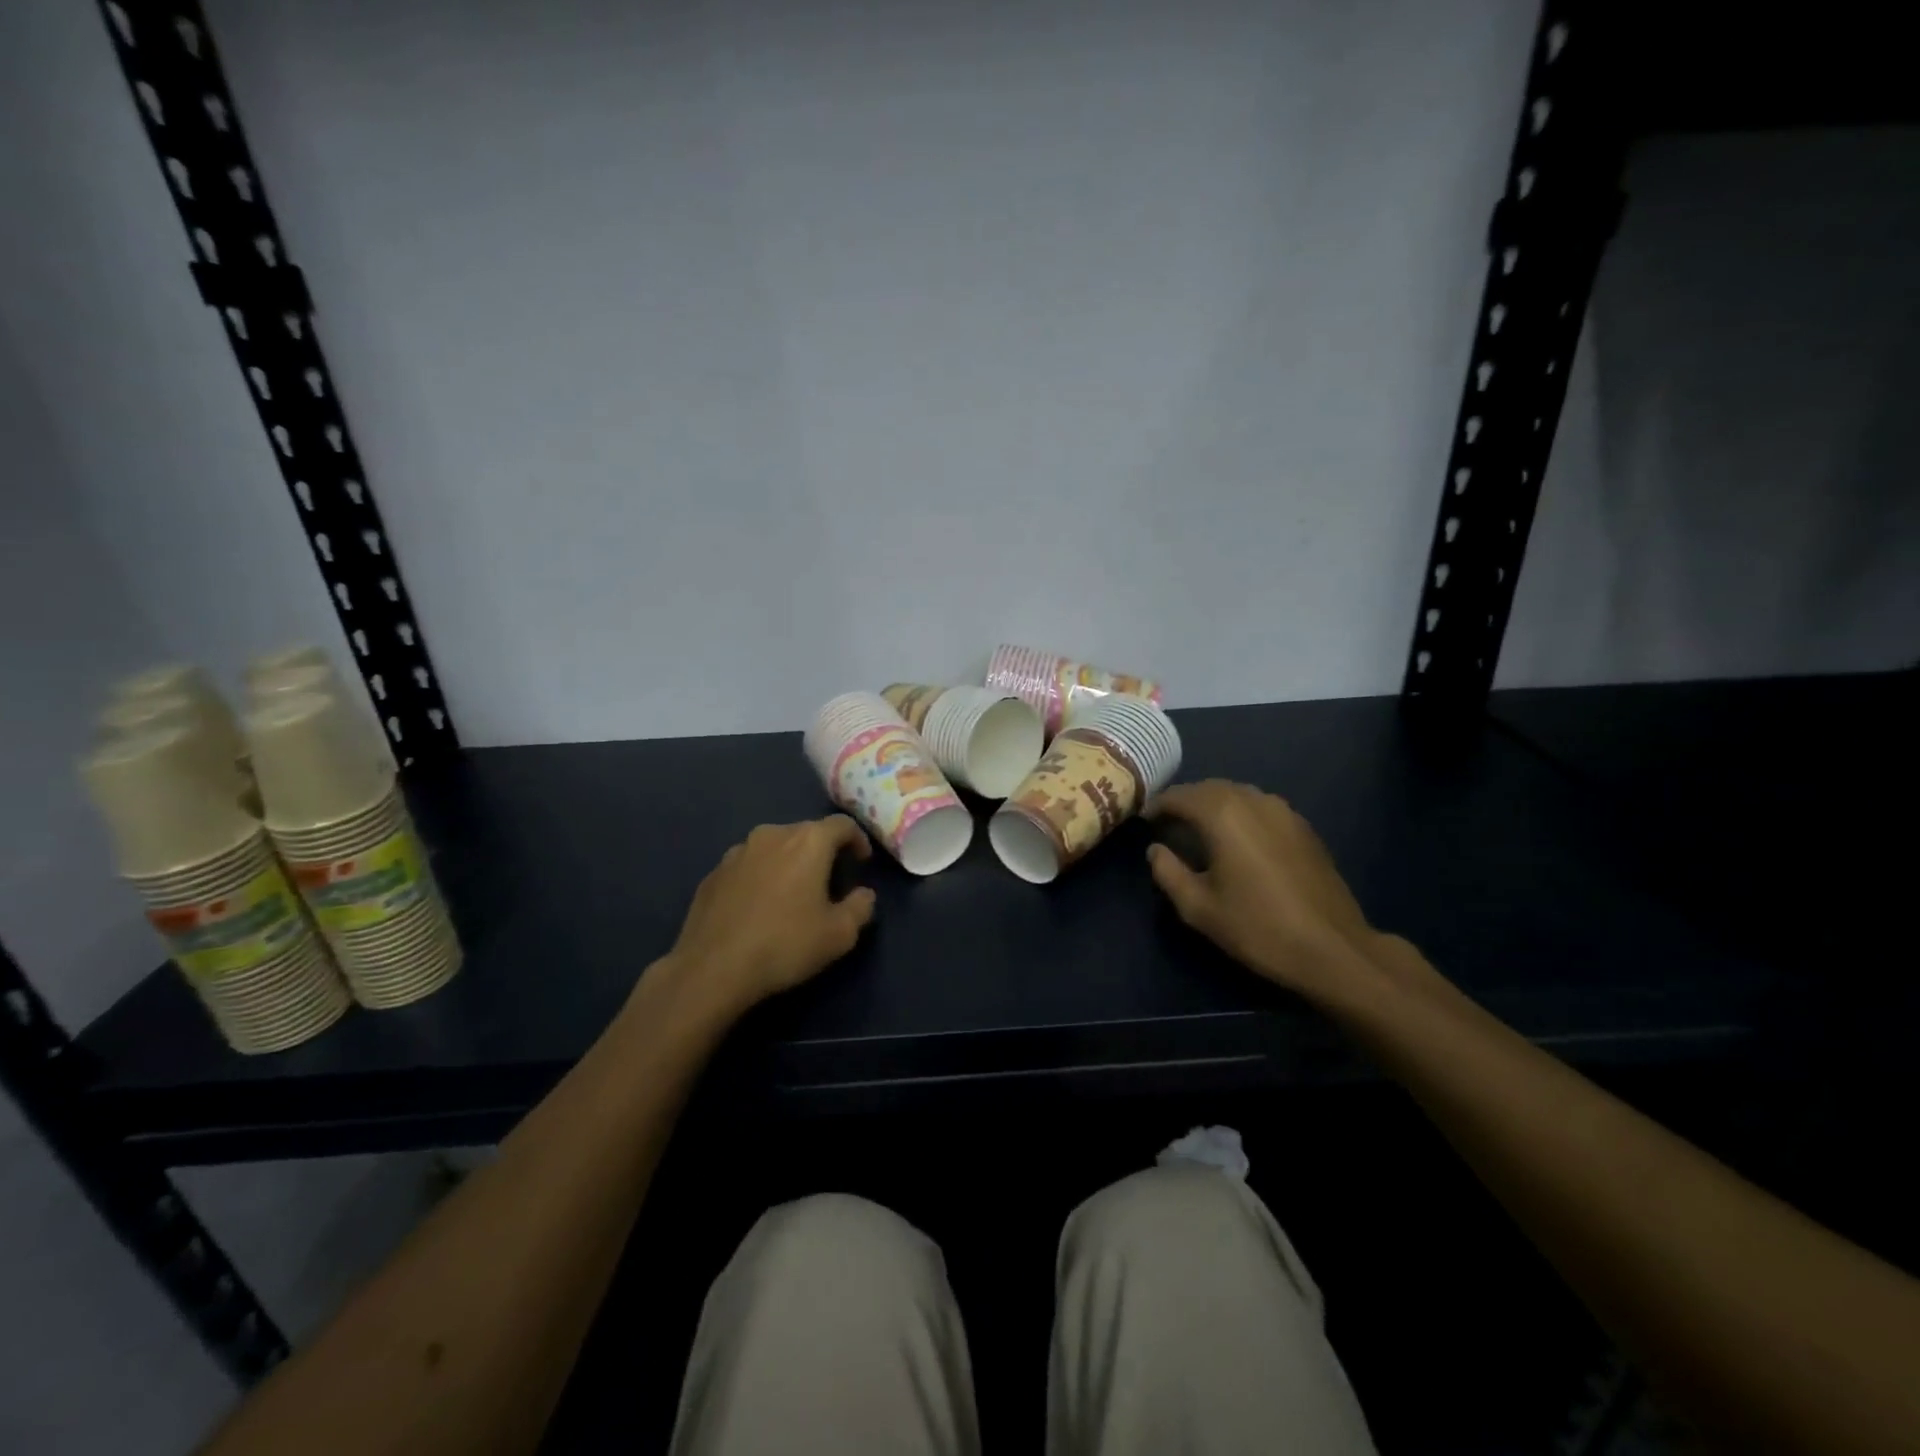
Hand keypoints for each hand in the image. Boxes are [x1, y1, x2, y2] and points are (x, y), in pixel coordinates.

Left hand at [660, 816, 876, 1021]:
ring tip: (791, 894)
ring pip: (773, 848)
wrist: (712, 968)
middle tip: (829, 882)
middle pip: (806, 833)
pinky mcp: (713, 873)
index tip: (861, 862)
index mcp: (808, 841)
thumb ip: (861, 907)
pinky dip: (760, 877)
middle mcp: (772, 835)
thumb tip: (863, 894)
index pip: (842, 825)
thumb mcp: (840, 934)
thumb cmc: (785, 944)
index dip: (857, 840)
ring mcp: (737, 852)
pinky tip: (758, 908)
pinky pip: (747, 867)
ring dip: (788, 863)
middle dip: (822, 852)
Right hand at [1146, 780, 1390, 1004]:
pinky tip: (1238, 839)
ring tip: (1199, 828)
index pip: (1180, 796)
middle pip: (1209, 788)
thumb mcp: (1198, 908)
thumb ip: (1168, 872)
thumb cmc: (1257, 928)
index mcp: (1223, 815)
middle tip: (1168, 823)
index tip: (1143, 820)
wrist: (1332, 949)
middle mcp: (1253, 801)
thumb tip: (1156, 850)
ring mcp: (1284, 811)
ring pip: (1238, 794)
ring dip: (1214, 804)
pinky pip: (1261, 807)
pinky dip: (1241, 813)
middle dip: (1185, 801)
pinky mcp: (1304, 828)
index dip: (1157, 806)